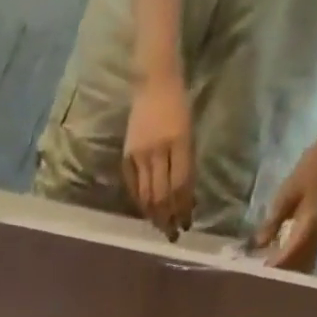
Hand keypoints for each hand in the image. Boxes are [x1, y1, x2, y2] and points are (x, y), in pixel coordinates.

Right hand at [123, 73, 194, 237]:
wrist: (153, 81)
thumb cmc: (178, 105)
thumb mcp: (189, 133)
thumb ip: (186, 165)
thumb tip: (186, 199)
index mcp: (179, 142)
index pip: (181, 185)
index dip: (183, 208)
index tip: (186, 225)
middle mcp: (158, 151)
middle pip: (162, 194)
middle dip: (168, 218)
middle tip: (172, 236)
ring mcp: (140, 155)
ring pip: (146, 195)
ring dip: (154, 215)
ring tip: (160, 228)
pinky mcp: (127, 157)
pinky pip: (133, 186)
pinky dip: (140, 202)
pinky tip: (146, 212)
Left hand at [254, 137, 316, 271]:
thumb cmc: (308, 172)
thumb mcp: (285, 195)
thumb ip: (272, 221)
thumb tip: (257, 245)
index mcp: (310, 225)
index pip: (289, 255)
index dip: (272, 269)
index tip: (255, 278)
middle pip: (297, 266)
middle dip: (277, 277)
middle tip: (255, 284)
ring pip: (302, 266)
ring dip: (285, 275)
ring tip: (263, 281)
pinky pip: (305, 259)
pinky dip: (290, 266)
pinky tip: (274, 269)